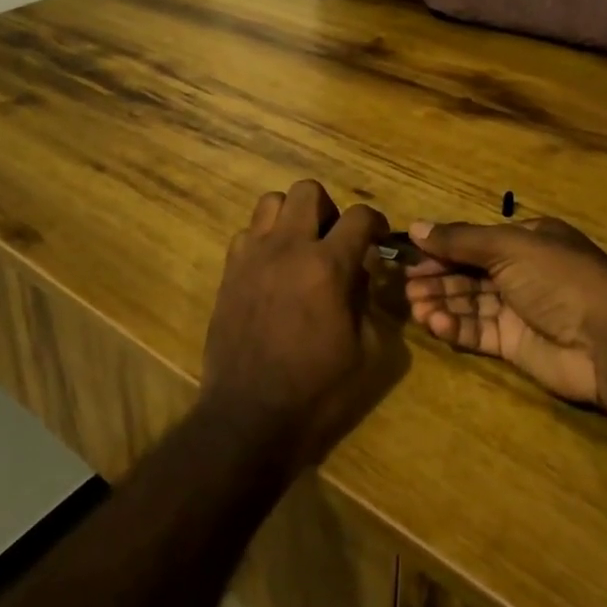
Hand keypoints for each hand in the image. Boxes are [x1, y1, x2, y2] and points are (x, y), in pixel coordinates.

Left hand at [202, 180, 396, 468]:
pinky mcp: (229, 271)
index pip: (359, 216)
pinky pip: (246, 233)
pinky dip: (263, 240)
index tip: (377, 237)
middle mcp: (288, 248)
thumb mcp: (366, 351)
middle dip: (328, 209)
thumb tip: (360, 273)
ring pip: (271, 201)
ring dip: (292, 217)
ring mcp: (253, 256)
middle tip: (333, 240)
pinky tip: (271, 269)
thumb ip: (367, 300)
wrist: (250, 416)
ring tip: (300, 247)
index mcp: (327, 266)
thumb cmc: (317, 391)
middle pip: (308, 190)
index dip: (374, 221)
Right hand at [404, 216, 606, 405]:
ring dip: (442, 303)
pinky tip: (436, 324)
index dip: (442, 249)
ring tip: (415, 307)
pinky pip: (478, 332)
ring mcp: (519, 310)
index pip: (474, 242)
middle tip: (407, 287)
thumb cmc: (559, 278)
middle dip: (438, 279)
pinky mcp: (516, 345)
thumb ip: (459, 240)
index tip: (410, 257)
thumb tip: (415, 227)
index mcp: (527, 241)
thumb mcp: (508, 247)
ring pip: (470, 303)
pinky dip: (456, 327)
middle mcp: (522, 272)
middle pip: (469, 273)